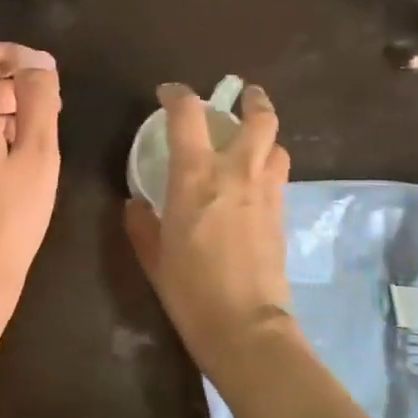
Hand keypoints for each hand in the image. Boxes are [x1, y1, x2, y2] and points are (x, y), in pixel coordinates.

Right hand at [125, 81, 290, 367]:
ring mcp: (265, 191)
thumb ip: (141, 223)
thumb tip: (135, 203)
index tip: (167, 94)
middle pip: (258, 118)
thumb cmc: (189, 288)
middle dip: (252, 100)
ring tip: (251, 142)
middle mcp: (236, 172)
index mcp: (196, 175)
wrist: (243, 323)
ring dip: (265, 135)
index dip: (177, 94)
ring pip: (277, 144)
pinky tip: (254, 182)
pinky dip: (268, 166)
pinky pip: (279, 175)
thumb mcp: (153, 255)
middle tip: (242, 97)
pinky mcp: (282, 213)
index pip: (188, 114)